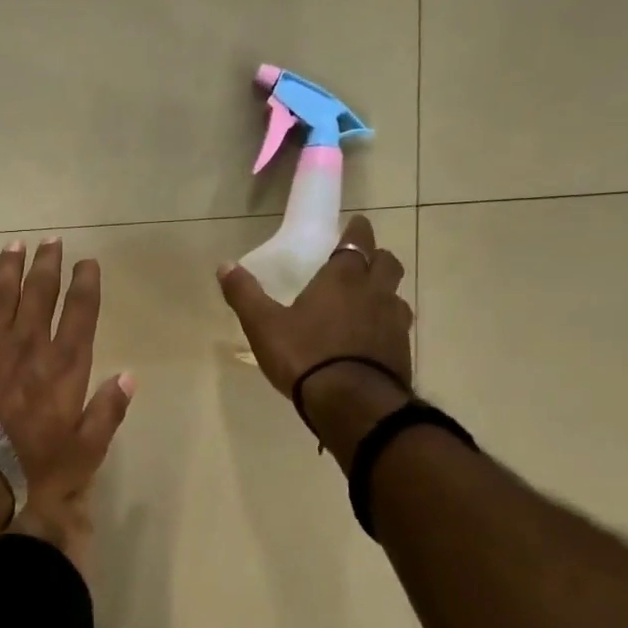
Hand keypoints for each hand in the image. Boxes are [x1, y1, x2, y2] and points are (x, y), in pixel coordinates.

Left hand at [0, 238, 135, 525]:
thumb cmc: (32, 466)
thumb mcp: (84, 451)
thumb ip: (107, 411)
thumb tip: (128, 377)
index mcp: (64, 364)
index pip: (80, 312)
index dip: (86, 283)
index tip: (87, 262)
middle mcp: (29, 343)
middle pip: (40, 291)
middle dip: (48, 263)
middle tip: (51, 240)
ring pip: (1, 294)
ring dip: (9, 268)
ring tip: (15, 246)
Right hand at [218, 213, 413, 409]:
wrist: (352, 404)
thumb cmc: (304, 356)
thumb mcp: (263, 325)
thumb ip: (245, 294)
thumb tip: (225, 265)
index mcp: (342, 279)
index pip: (357, 242)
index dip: (357, 231)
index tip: (355, 224)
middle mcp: (375, 293)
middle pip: (387, 263)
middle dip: (377, 258)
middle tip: (363, 262)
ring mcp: (394, 323)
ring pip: (397, 296)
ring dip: (385, 293)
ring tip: (368, 302)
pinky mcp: (402, 352)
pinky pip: (398, 328)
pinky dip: (387, 326)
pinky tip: (372, 340)